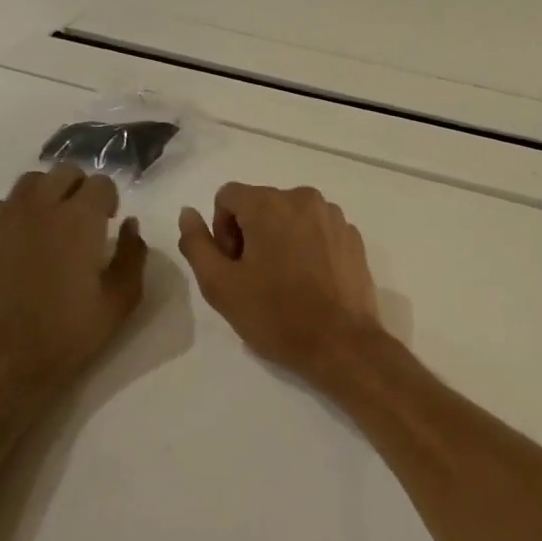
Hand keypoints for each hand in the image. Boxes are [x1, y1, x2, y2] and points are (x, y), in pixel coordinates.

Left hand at [0, 165, 147, 421]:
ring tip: (47, 230)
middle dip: (78, 190)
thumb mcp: (121, 301)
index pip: (100, 183)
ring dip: (45, 198)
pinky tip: (15, 251)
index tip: (108, 223)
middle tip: (81, 223)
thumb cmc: (68, 336)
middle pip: (63, 173)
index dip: (109, 200)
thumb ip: (133, 255)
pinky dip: (12, 219)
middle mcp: (37, 208)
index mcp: (79, 220)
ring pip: (27, 185)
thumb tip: (130, 225)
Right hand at [178, 183, 382, 384]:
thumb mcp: (219, 285)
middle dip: (250, 234)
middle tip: (255, 278)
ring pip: (291, 217)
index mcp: (269, 204)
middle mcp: (304, 198)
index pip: (227, 197)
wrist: (341, 343)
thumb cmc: (275, 315)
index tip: (233, 266)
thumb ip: (196, 243)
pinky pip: (318, 230)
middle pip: (261, 204)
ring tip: (284, 282)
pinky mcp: (353, 237)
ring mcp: (334, 216)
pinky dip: (308, 248)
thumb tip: (188, 212)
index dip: (221, 231)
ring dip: (280, 240)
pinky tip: (310, 283)